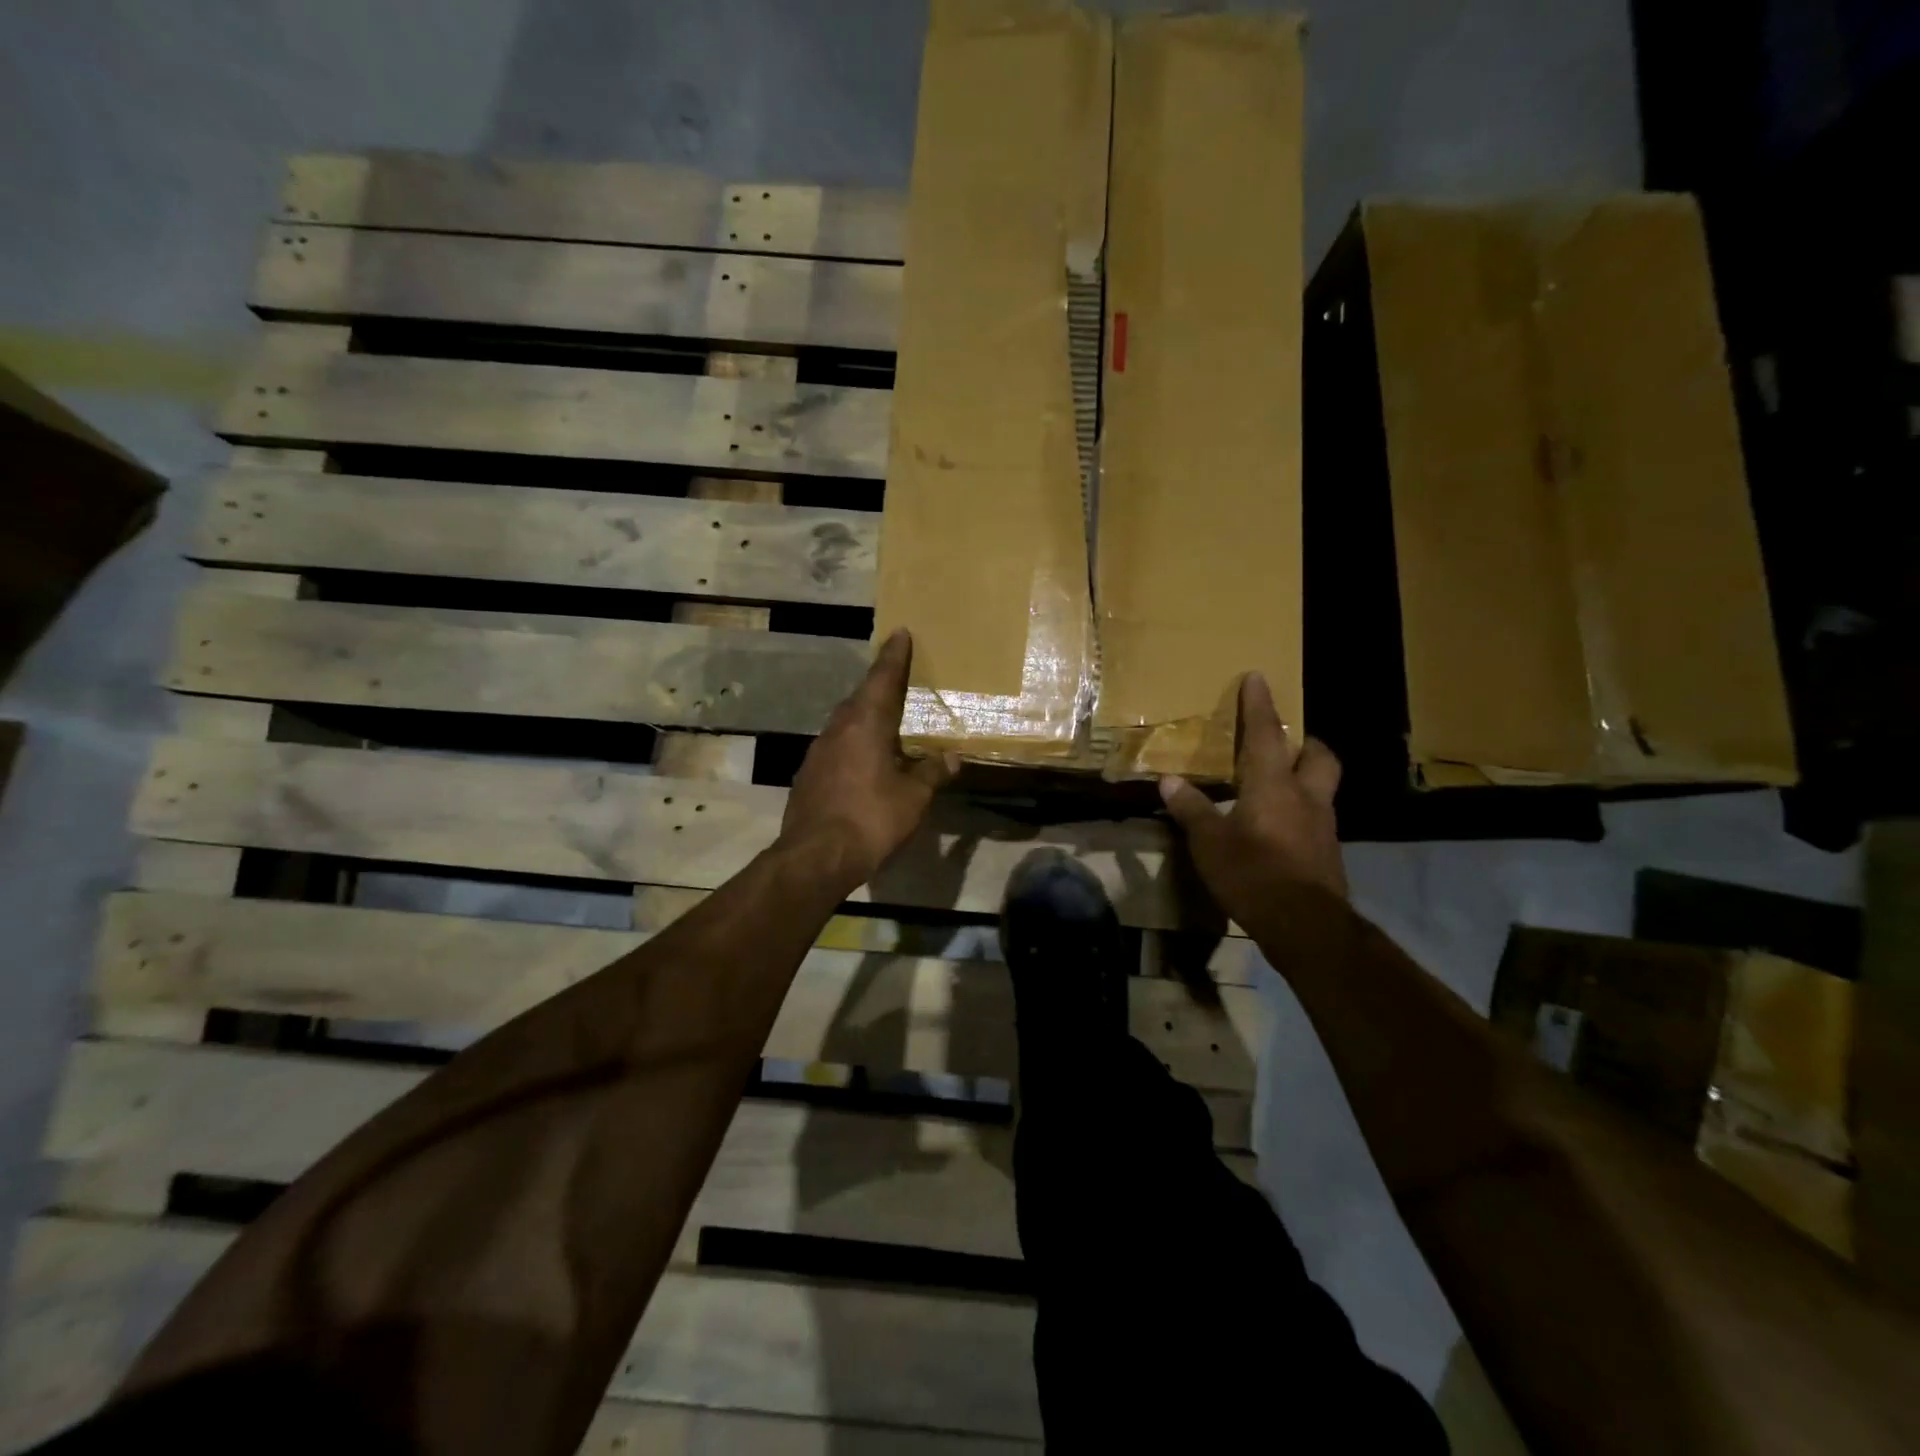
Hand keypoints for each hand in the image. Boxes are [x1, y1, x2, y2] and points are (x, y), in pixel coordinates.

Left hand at [779, 628, 956, 887]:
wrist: (816, 856)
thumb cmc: (871, 819)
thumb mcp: (913, 798)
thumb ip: (932, 773)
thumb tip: (951, 758)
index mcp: (866, 724)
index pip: (882, 679)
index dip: (894, 656)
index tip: (899, 632)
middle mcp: (838, 729)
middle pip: (860, 698)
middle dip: (879, 686)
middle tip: (896, 679)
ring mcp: (818, 752)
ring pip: (845, 723)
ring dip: (865, 716)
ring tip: (884, 721)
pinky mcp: (808, 775)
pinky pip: (836, 746)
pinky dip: (853, 743)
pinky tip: (864, 760)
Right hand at [1159, 673, 1346, 921]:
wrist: (1306, 925)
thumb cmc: (1253, 874)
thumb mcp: (1210, 843)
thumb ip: (1191, 809)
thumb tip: (1169, 780)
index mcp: (1274, 786)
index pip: (1265, 734)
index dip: (1259, 705)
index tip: (1258, 677)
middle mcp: (1306, 797)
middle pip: (1318, 756)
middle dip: (1304, 742)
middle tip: (1287, 742)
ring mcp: (1323, 826)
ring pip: (1323, 787)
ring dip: (1307, 777)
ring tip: (1281, 785)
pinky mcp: (1329, 854)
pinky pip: (1318, 819)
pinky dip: (1302, 812)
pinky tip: (1283, 829)